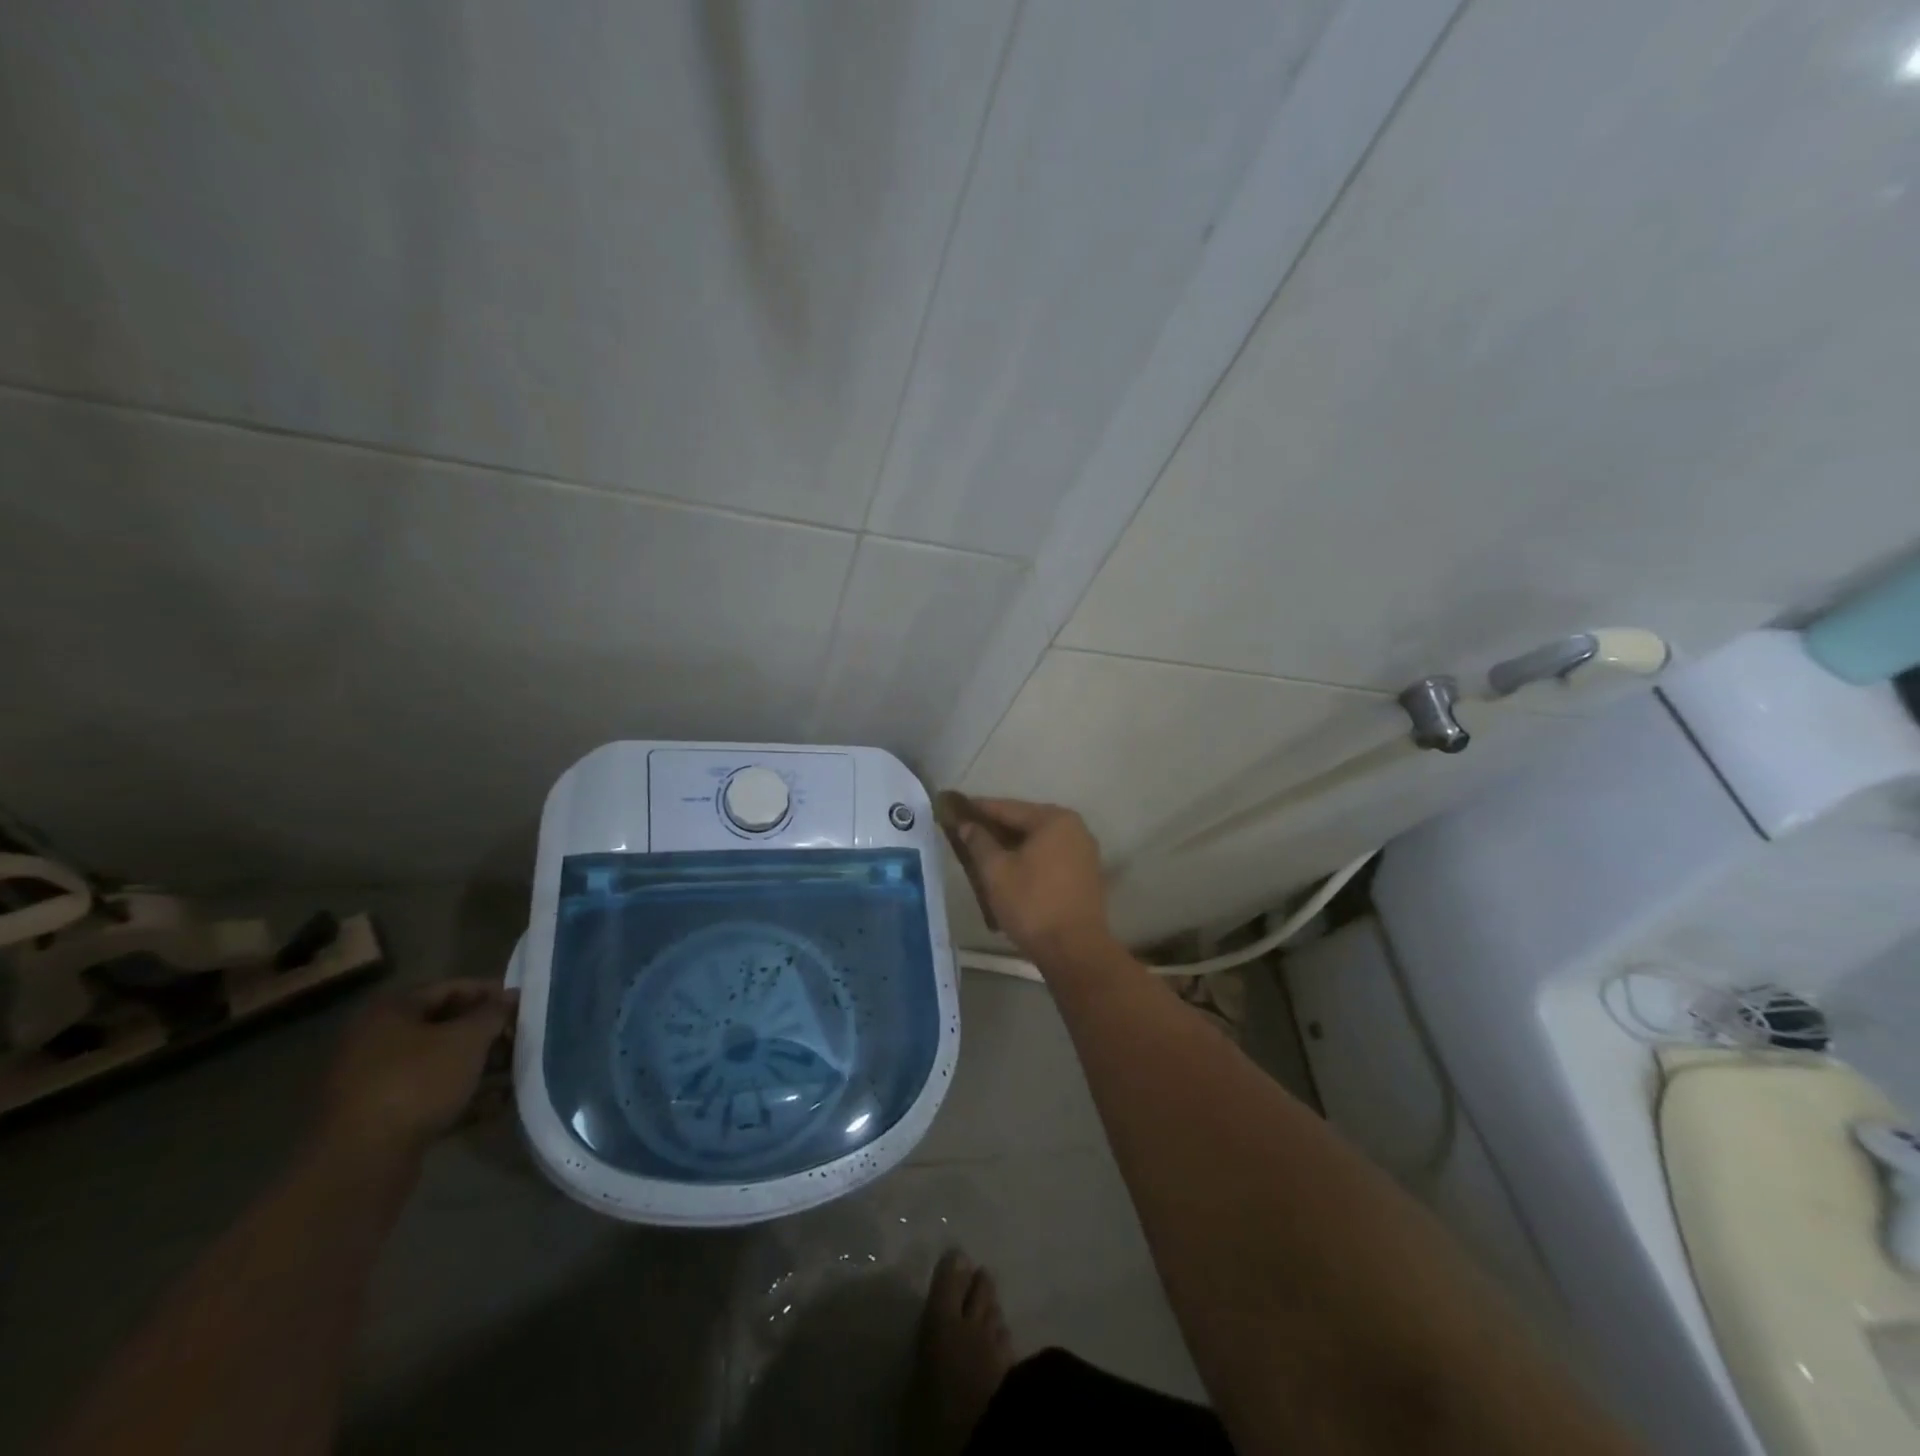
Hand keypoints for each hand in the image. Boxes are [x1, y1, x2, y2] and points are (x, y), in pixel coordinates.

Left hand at [315, 979, 515, 1160]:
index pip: (450, 988)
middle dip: (485, 1033)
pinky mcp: (378, 1117)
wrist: (361, 1163)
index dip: (490, 993)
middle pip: (443, 1026)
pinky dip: (459, 1095)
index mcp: (389, 1012)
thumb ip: (493, 1013)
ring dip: (476, 1066)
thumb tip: (510, 997)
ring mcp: (372, 1082)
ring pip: (437, 1063)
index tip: (522, 1005)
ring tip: (514, 1073)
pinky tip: (494, 1104)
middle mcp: (375, 1041)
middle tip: (519, 1040)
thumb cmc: (417, 1083)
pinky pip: (427, 1095)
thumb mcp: (467, 1040)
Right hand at [939, 795, 1113, 961]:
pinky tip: (1009, 869)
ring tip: (983, 851)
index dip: (979, 808)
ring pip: (1038, 841)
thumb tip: (967, 825)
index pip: (1008, 808)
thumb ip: (979, 842)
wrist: (1075, 950)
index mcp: (1054, 820)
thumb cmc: (1032, 905)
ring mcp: (1084, 851)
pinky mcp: (1085, 874)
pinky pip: (1050, 856)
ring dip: (1012, 845)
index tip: (955, 806)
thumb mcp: (996, 872)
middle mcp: (1074, 828)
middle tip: (966, 830)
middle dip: (996, 827)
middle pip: (1025, 822)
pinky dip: (1029, 859)